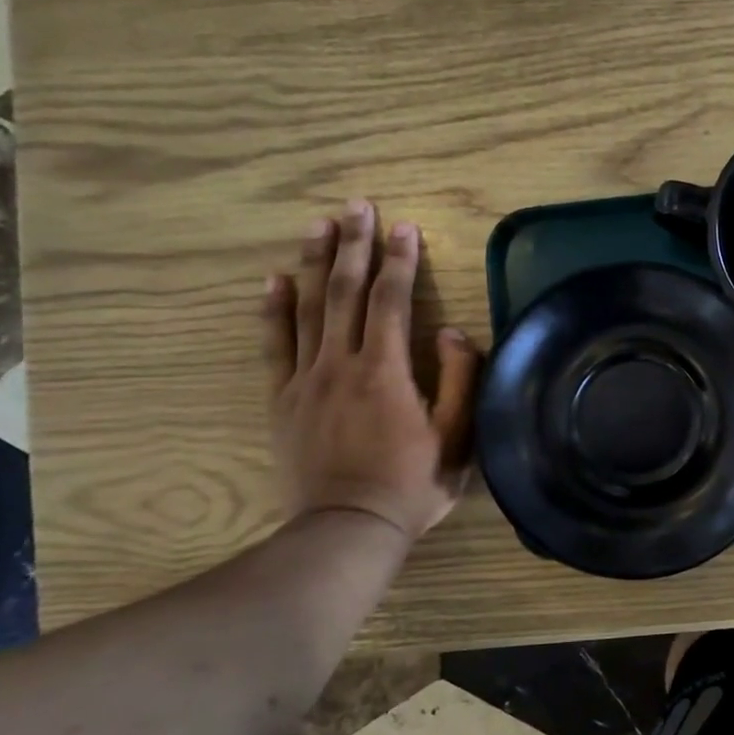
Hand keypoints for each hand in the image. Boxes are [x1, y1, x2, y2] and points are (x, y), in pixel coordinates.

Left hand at [262, 202, 480, 550]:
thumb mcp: (457, 437)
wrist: (347, 528)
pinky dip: (274, 309)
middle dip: (355, 245)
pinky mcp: (282, 399)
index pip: (391, 300)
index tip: (405, 227)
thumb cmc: (411, 484)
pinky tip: (275, 279)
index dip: (400, 260)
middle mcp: (341, 363)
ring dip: (316, 263)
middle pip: (346, 292)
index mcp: (386, 370)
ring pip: (309, 308)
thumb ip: (459, 380)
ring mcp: (306, 380)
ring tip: (320, 225)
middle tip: (358, 206)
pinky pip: (275, 345)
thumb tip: (452, 332)